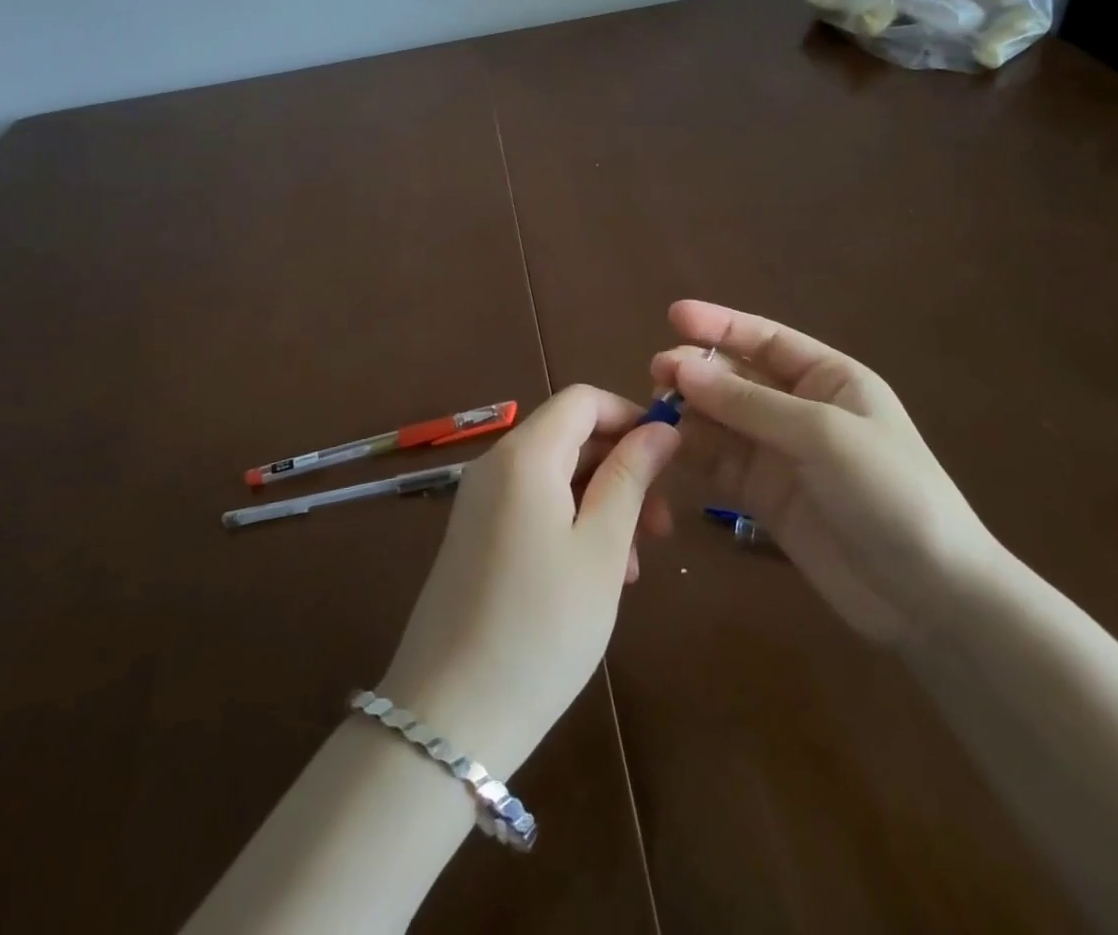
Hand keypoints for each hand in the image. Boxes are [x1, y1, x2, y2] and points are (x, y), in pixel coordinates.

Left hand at [378, 386, 678, 781]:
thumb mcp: (600, 549)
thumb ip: (630, 478)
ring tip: (633, 566)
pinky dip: (572, 524)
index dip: (630, 416)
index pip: (583, 400)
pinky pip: (533, 507)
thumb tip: (660, 429)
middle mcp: (496, 465)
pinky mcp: (475, 537)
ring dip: (601, 504)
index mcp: (525, 455)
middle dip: (621, 468)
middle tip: (660, 527)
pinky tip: (596, 576)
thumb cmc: (542, 627)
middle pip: (570, 437)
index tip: (669, 460)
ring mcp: (480, 502)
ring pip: (556, 476)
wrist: (448, 718)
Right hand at [652, 300, 997, 643]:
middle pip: (737, 377)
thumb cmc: (889, 492)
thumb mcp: (823, 435)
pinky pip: (719, 462)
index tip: (674, 314)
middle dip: (697, 370)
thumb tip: (681, 369)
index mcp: (829, 379)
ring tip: (654, 409)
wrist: (929, 595)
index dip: (720, 324)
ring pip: (721, 419)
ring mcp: (780, 453)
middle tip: (656, 372)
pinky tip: (665, 447)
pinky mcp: (763, 495)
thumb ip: (749, 403)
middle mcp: (800, 409)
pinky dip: (692, 452)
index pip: (766, 339)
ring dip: (689, 410)